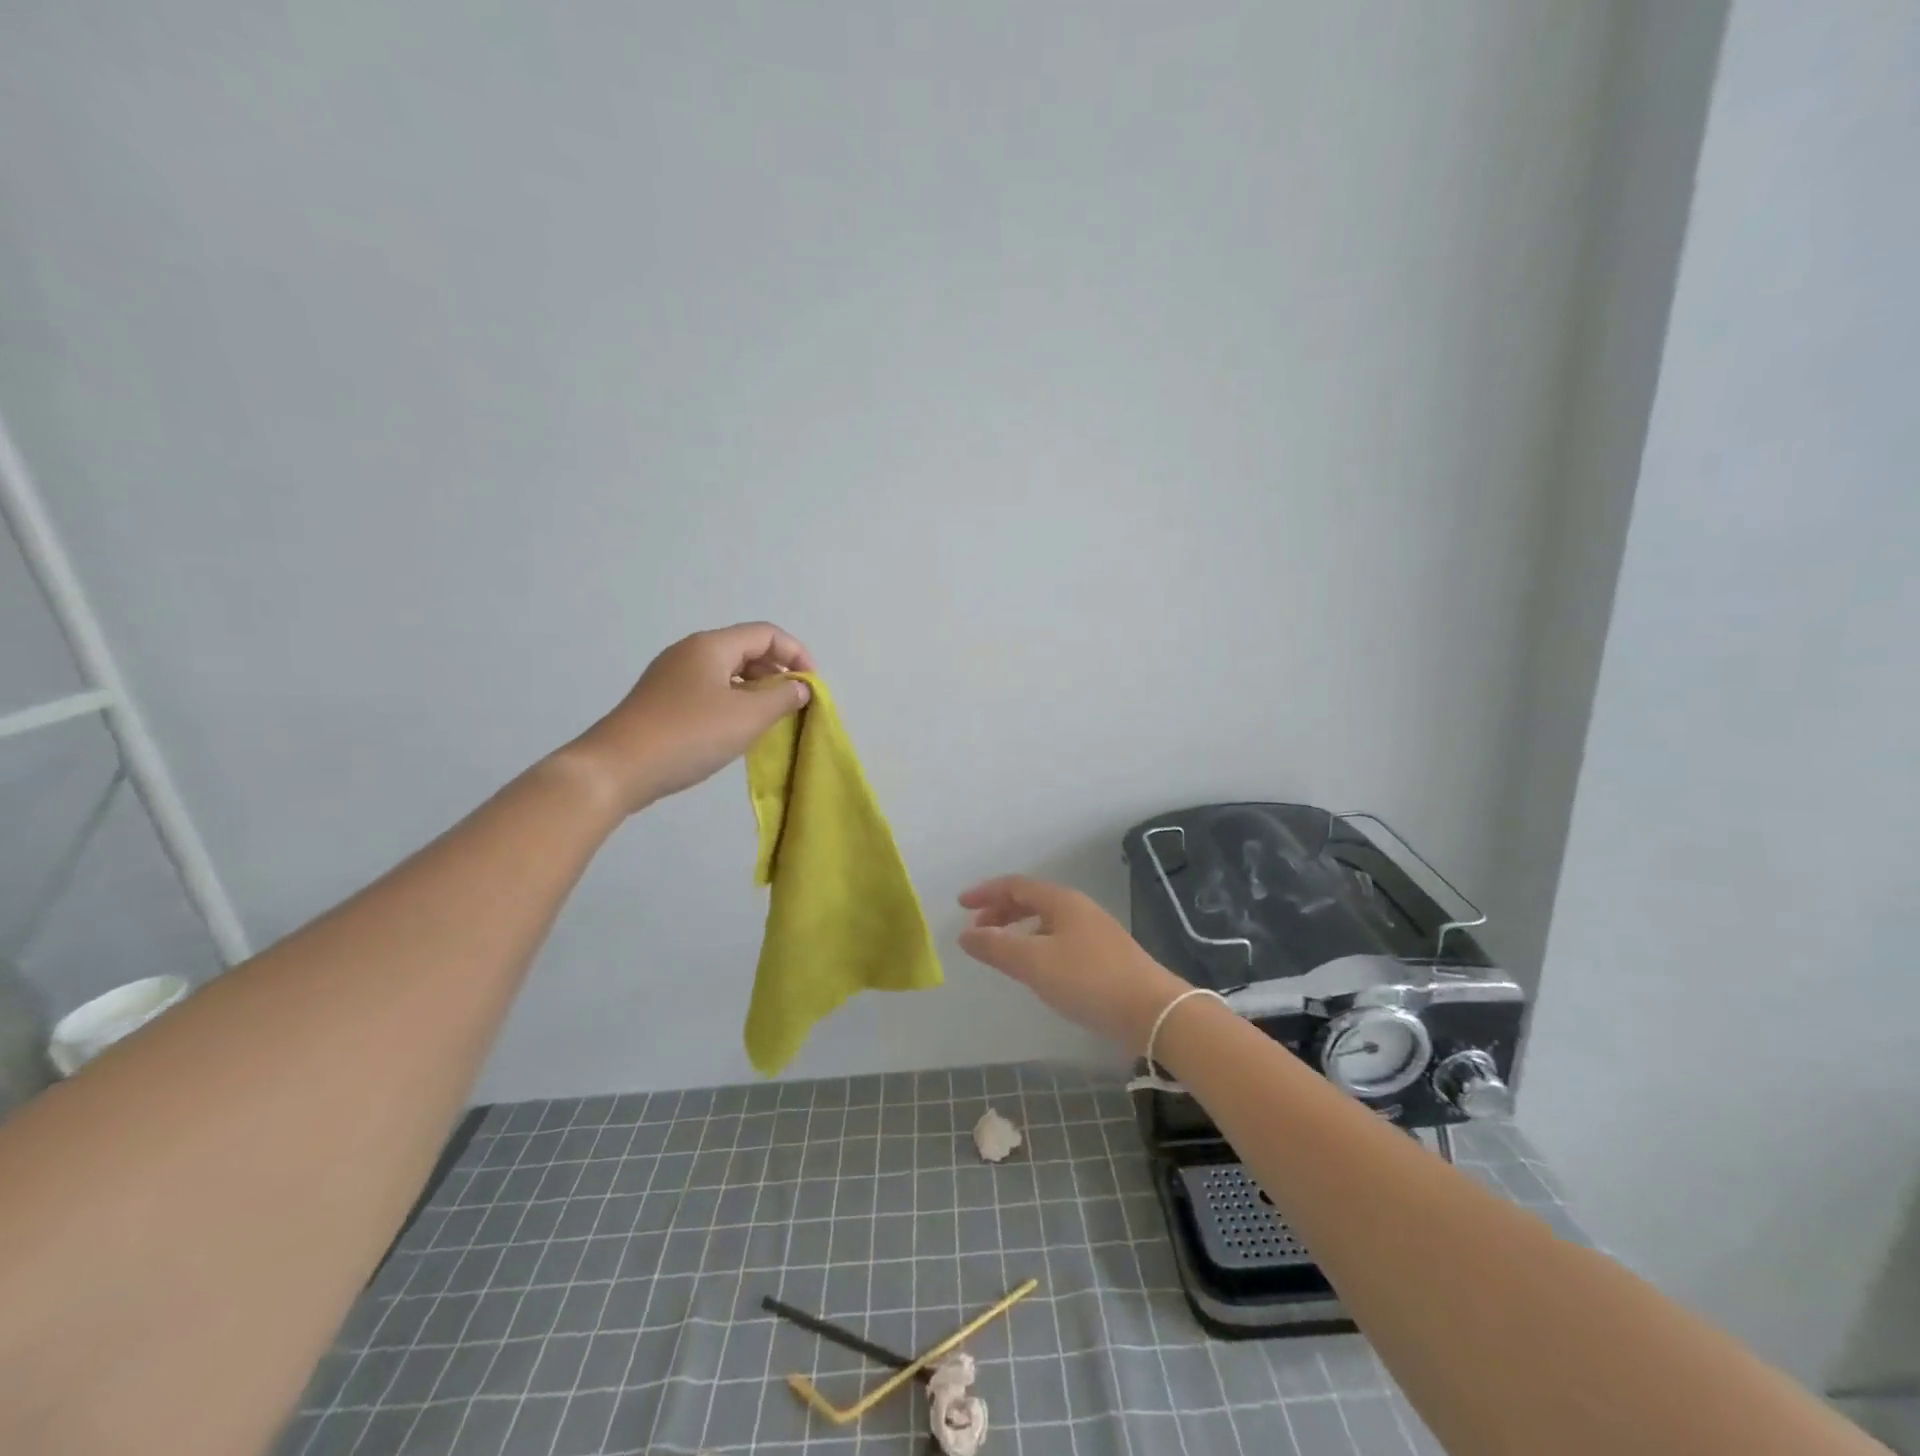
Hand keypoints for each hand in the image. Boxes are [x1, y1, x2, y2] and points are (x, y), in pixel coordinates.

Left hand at [565, 622, 814, 813]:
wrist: (617, 769)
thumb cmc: (689, 735)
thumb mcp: (748, 717)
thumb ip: (783, 698)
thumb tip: (800, 687)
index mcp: (712, 646)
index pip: (766, 634)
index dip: (797, 654)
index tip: (812, 687)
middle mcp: (691, 652)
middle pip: (746, 649)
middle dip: (778, 672)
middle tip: (795, 704)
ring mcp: (672, 676)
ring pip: (728, 672)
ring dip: (757, 689)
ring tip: (771, 718)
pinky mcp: (662, 700)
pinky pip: (710, 690)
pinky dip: (734, 701)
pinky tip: (738, 728)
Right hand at [957, 876, 1189, 1054]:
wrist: (1152, 1010)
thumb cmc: (1089, 980)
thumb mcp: (1035, 963)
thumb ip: (997, 947)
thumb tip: (965, 934)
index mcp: (1061, 901)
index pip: (1016, 885)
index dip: (986, 893)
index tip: (961, 905)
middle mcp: (1079, 909)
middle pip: (1032, 900)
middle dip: (1001, 911)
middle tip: (978, 930)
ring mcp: (1095, 931)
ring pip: (1047, 921)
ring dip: (1019, 929)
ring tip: (1002, 950)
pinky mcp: (1105, 955)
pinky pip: (1059, 938)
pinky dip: (1037, 944)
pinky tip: (1036, 969)